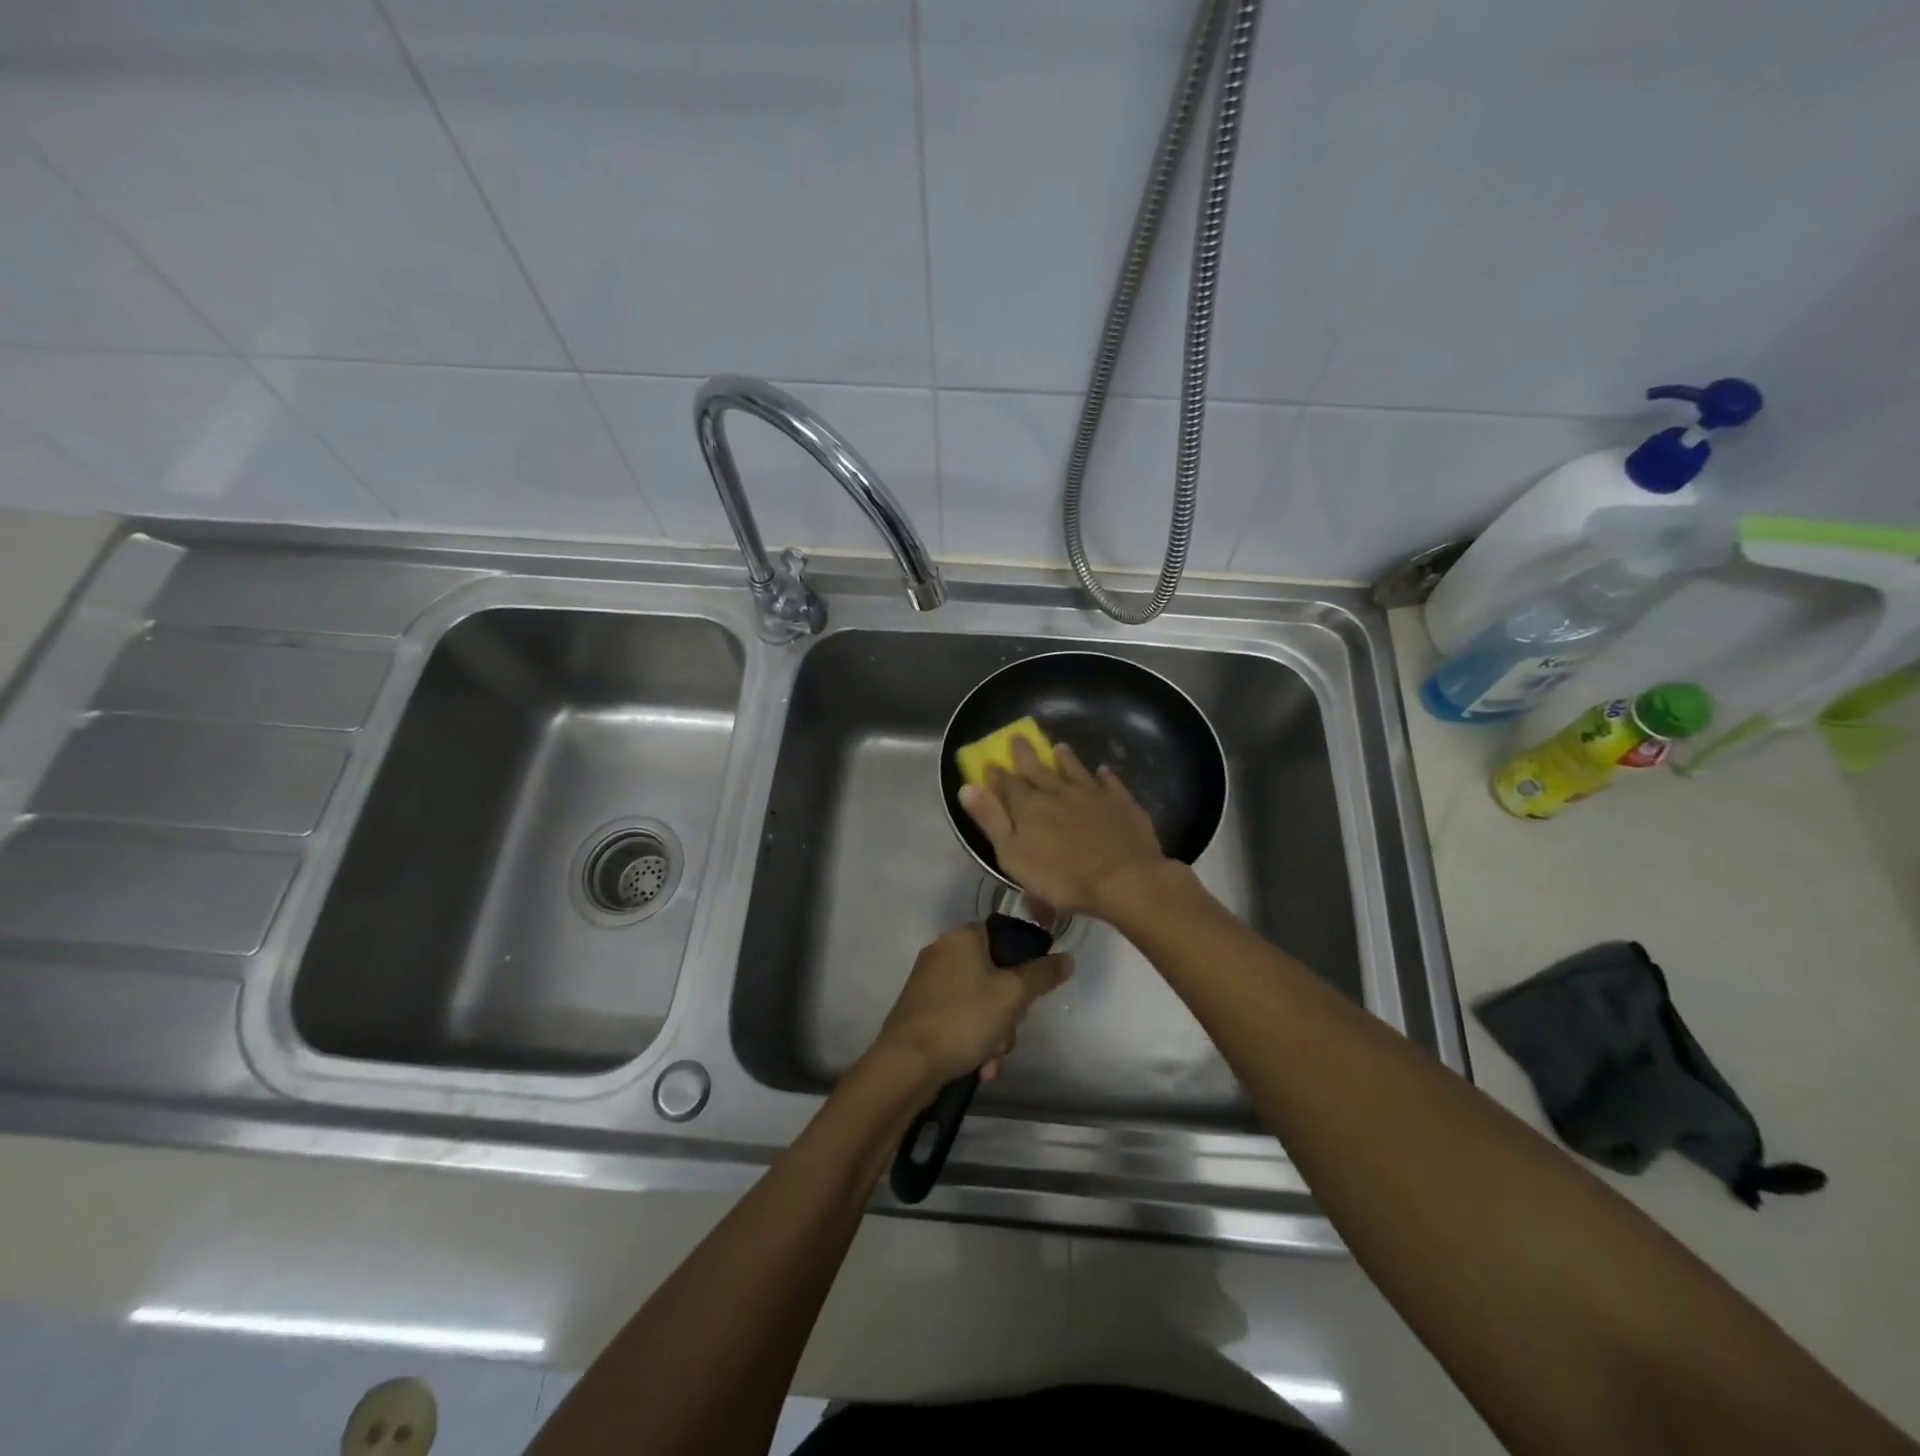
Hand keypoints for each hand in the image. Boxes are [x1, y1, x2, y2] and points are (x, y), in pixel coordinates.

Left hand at [875, 924, 1070, 1086]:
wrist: (907, 1064)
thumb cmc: (963, 1018)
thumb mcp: (1013, 995)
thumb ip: (1043, 975)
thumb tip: (1067, 959)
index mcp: (961, 937)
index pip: (1003, 934)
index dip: (1023, 962)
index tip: (1030, 992)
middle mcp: (942, 953)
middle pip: (993, 974)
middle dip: (1008, 1011)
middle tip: (1008, 1030)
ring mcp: (928, 983)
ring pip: (979, 1003)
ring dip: (993, 1033)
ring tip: (990, 1058)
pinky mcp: (920, 1011)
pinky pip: (959, 1019)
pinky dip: (972, 1041)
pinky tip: (977, 1066)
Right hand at [957, 737, 1171, 917]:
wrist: (1124, 879)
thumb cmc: (1062, 876)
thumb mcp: (1013, 854)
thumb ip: (990, 820)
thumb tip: (966, 787)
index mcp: (1030, 805)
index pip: (1008, 784)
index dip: (997, 774)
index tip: (990, 763)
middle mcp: (1059, 792)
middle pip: (1039, 770)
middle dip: (1026, 755)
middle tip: (1018, 737)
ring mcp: (1093, 795)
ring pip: (1075, 771)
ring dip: (1066, 759)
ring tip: (1059, 747)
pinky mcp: (1122, 804)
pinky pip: (1111, 784)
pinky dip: (1105, 777)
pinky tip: (1104, 772)